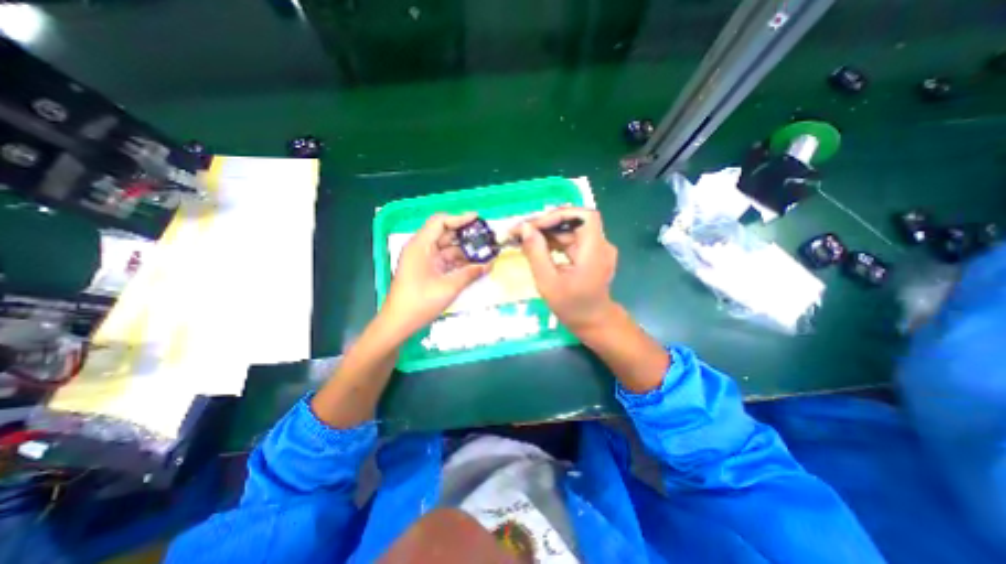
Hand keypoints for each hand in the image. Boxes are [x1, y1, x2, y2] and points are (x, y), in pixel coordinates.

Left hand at [381, 212, 490, 338]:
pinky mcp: (427, 270)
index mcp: (420, 246)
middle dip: (466, 235)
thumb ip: (470, 273)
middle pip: (445, 234)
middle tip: (486, 237)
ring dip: (464, 250)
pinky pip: (445, 260)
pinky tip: (474, 265)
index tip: (478, 219)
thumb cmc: (420, 303)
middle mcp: (421, 249)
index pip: (440, 222)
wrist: (398, 323)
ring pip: (447, 249)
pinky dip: (459, 262)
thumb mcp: (448, 287)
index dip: (459, 218)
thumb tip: (490, 264)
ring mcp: (424, 260)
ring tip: (485, 252)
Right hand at [515, 207, 617, 331]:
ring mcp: (596, 250)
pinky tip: (537, 248)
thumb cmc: (572, 307)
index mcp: (594, 250)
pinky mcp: (590, 255)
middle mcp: (600, 245)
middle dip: (546, 224)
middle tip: (521, 232)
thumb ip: (536, 253)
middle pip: (573, 222)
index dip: (559, 215)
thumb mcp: (548, 282)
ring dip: (547, 233)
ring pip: (570, 231)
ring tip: (524, 239)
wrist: (593, 323)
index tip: (534, 226)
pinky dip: (554, 242)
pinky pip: (571, 241)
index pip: (584, 216)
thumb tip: (524, 228)